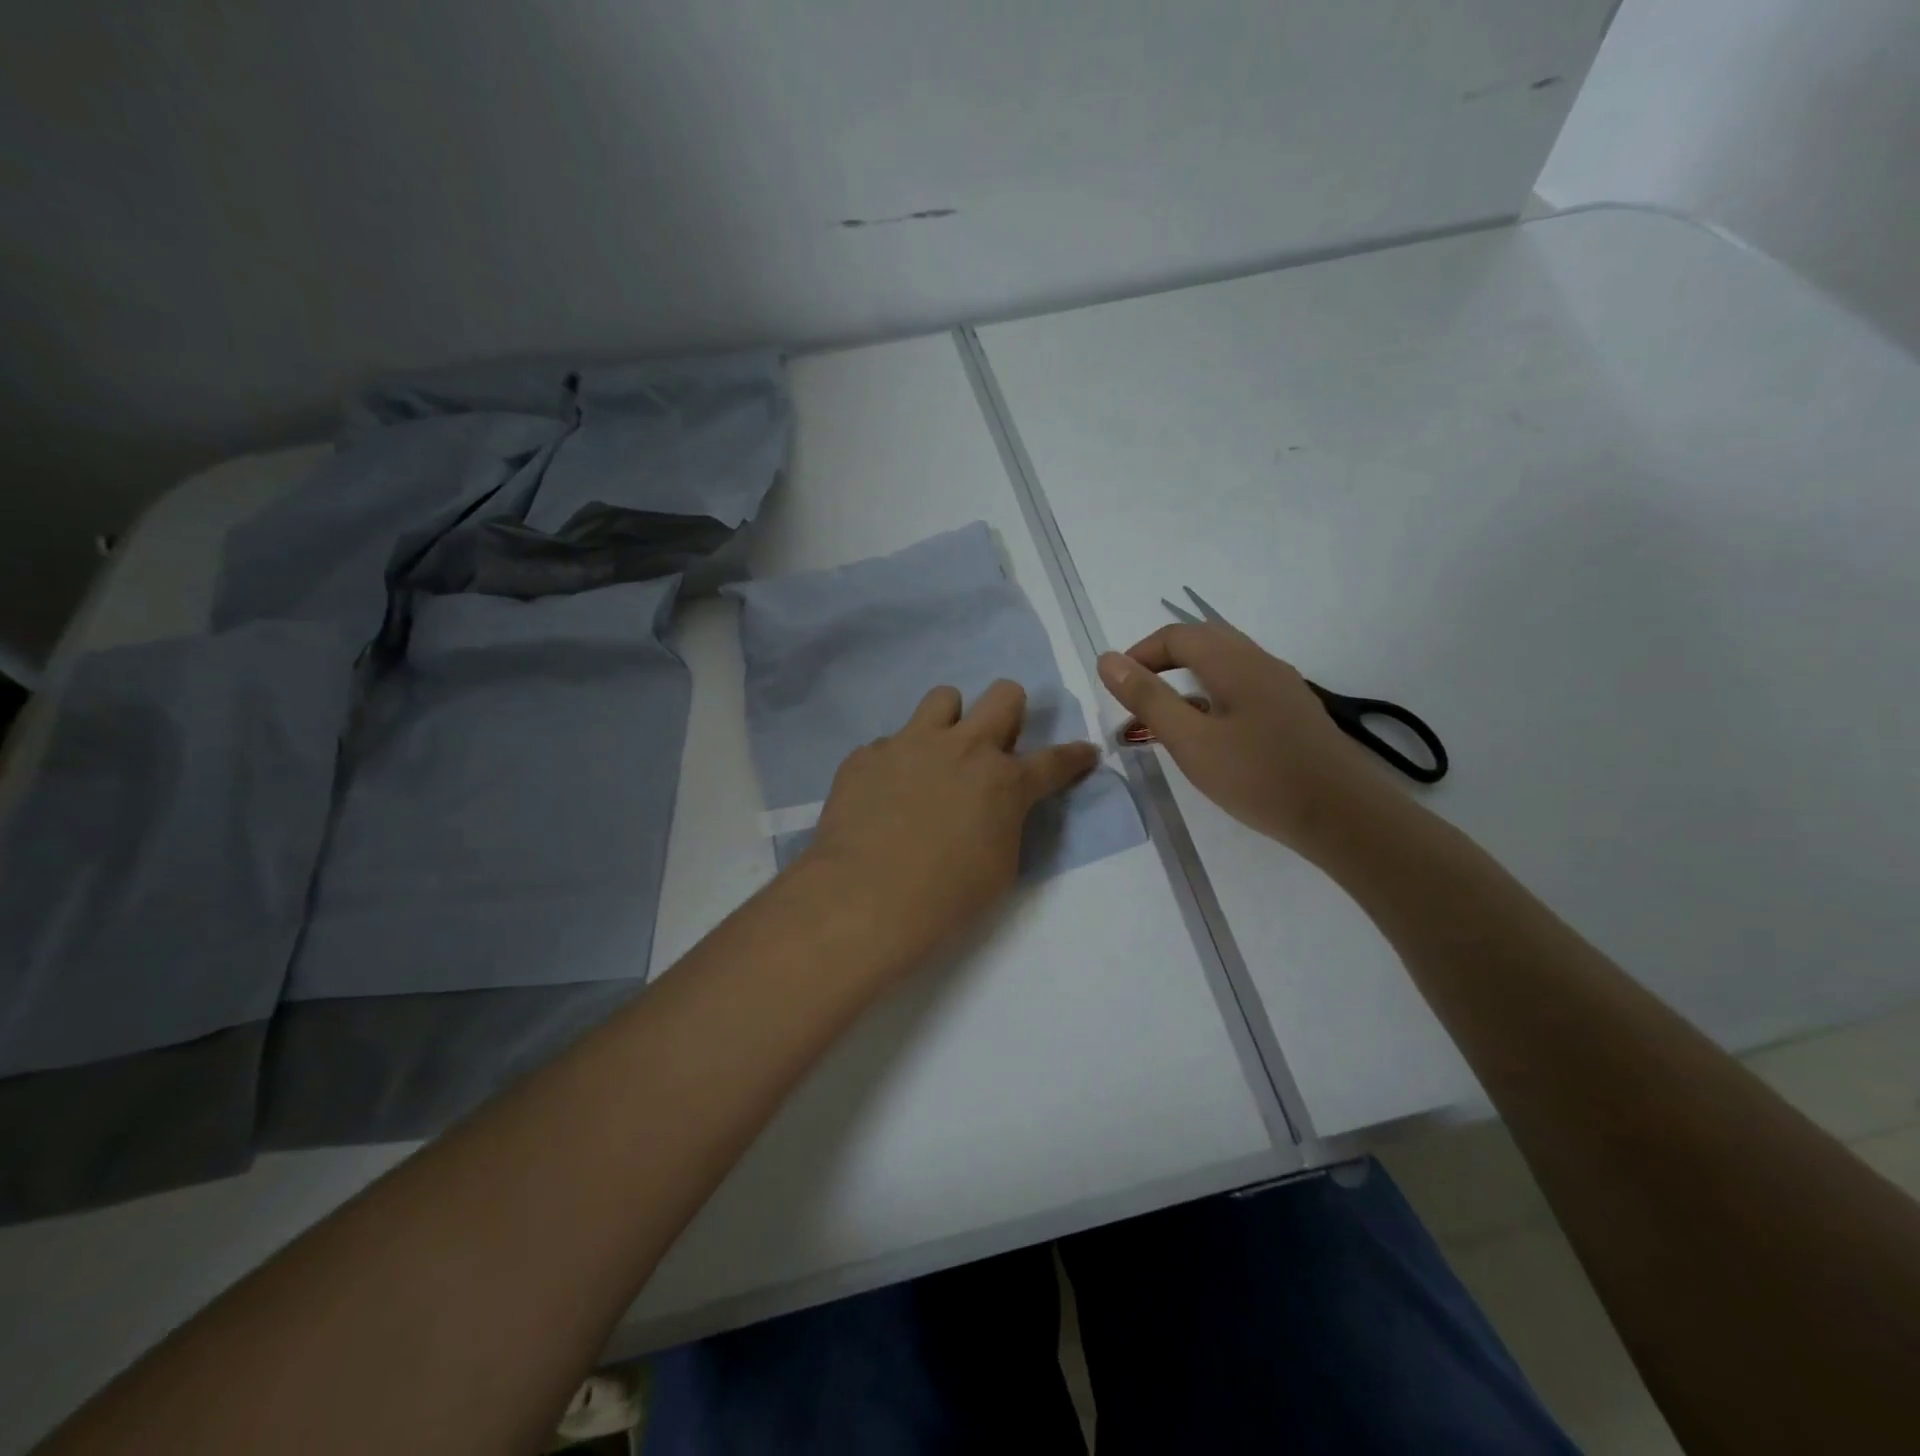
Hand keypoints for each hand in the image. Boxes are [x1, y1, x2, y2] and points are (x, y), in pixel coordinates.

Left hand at [797, 681, 1098, 978]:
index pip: (1055, 760)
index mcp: (1004, 780)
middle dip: (1011, 711)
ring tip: (935, 754)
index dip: (1075, 756)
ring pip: (943, 697)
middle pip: (1004, 695)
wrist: (866, 898)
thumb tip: (995, 805)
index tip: (1084, 752)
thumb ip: (1006, 821)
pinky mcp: (868, 754)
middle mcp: (962, 747)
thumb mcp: (1000, 866)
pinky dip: (895, 763)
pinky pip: (889, 743)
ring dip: (949, 721)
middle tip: (997, 742)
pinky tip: (884, 795)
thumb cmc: (946, 896)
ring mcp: (910, 743)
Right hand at [1097, 624, 1379, 853]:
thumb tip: (1107, 660)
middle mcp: (1261, 663)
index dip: (1140, 653)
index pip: (1177, 635)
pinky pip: (1244, 686)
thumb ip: (1148, 698)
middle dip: (1163, 661)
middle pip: (1204, 641)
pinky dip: (1213, 695)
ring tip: (1168, 718)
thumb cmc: (1259, 777)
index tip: (1117, 687)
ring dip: (1189, 678)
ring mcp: (1283, 686)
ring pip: (1226, 663)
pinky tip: (1211, 734)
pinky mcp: (1294, 712)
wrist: (1343, 816)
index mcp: (1234, 662)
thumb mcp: (1191, 741)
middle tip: (1138, 697)